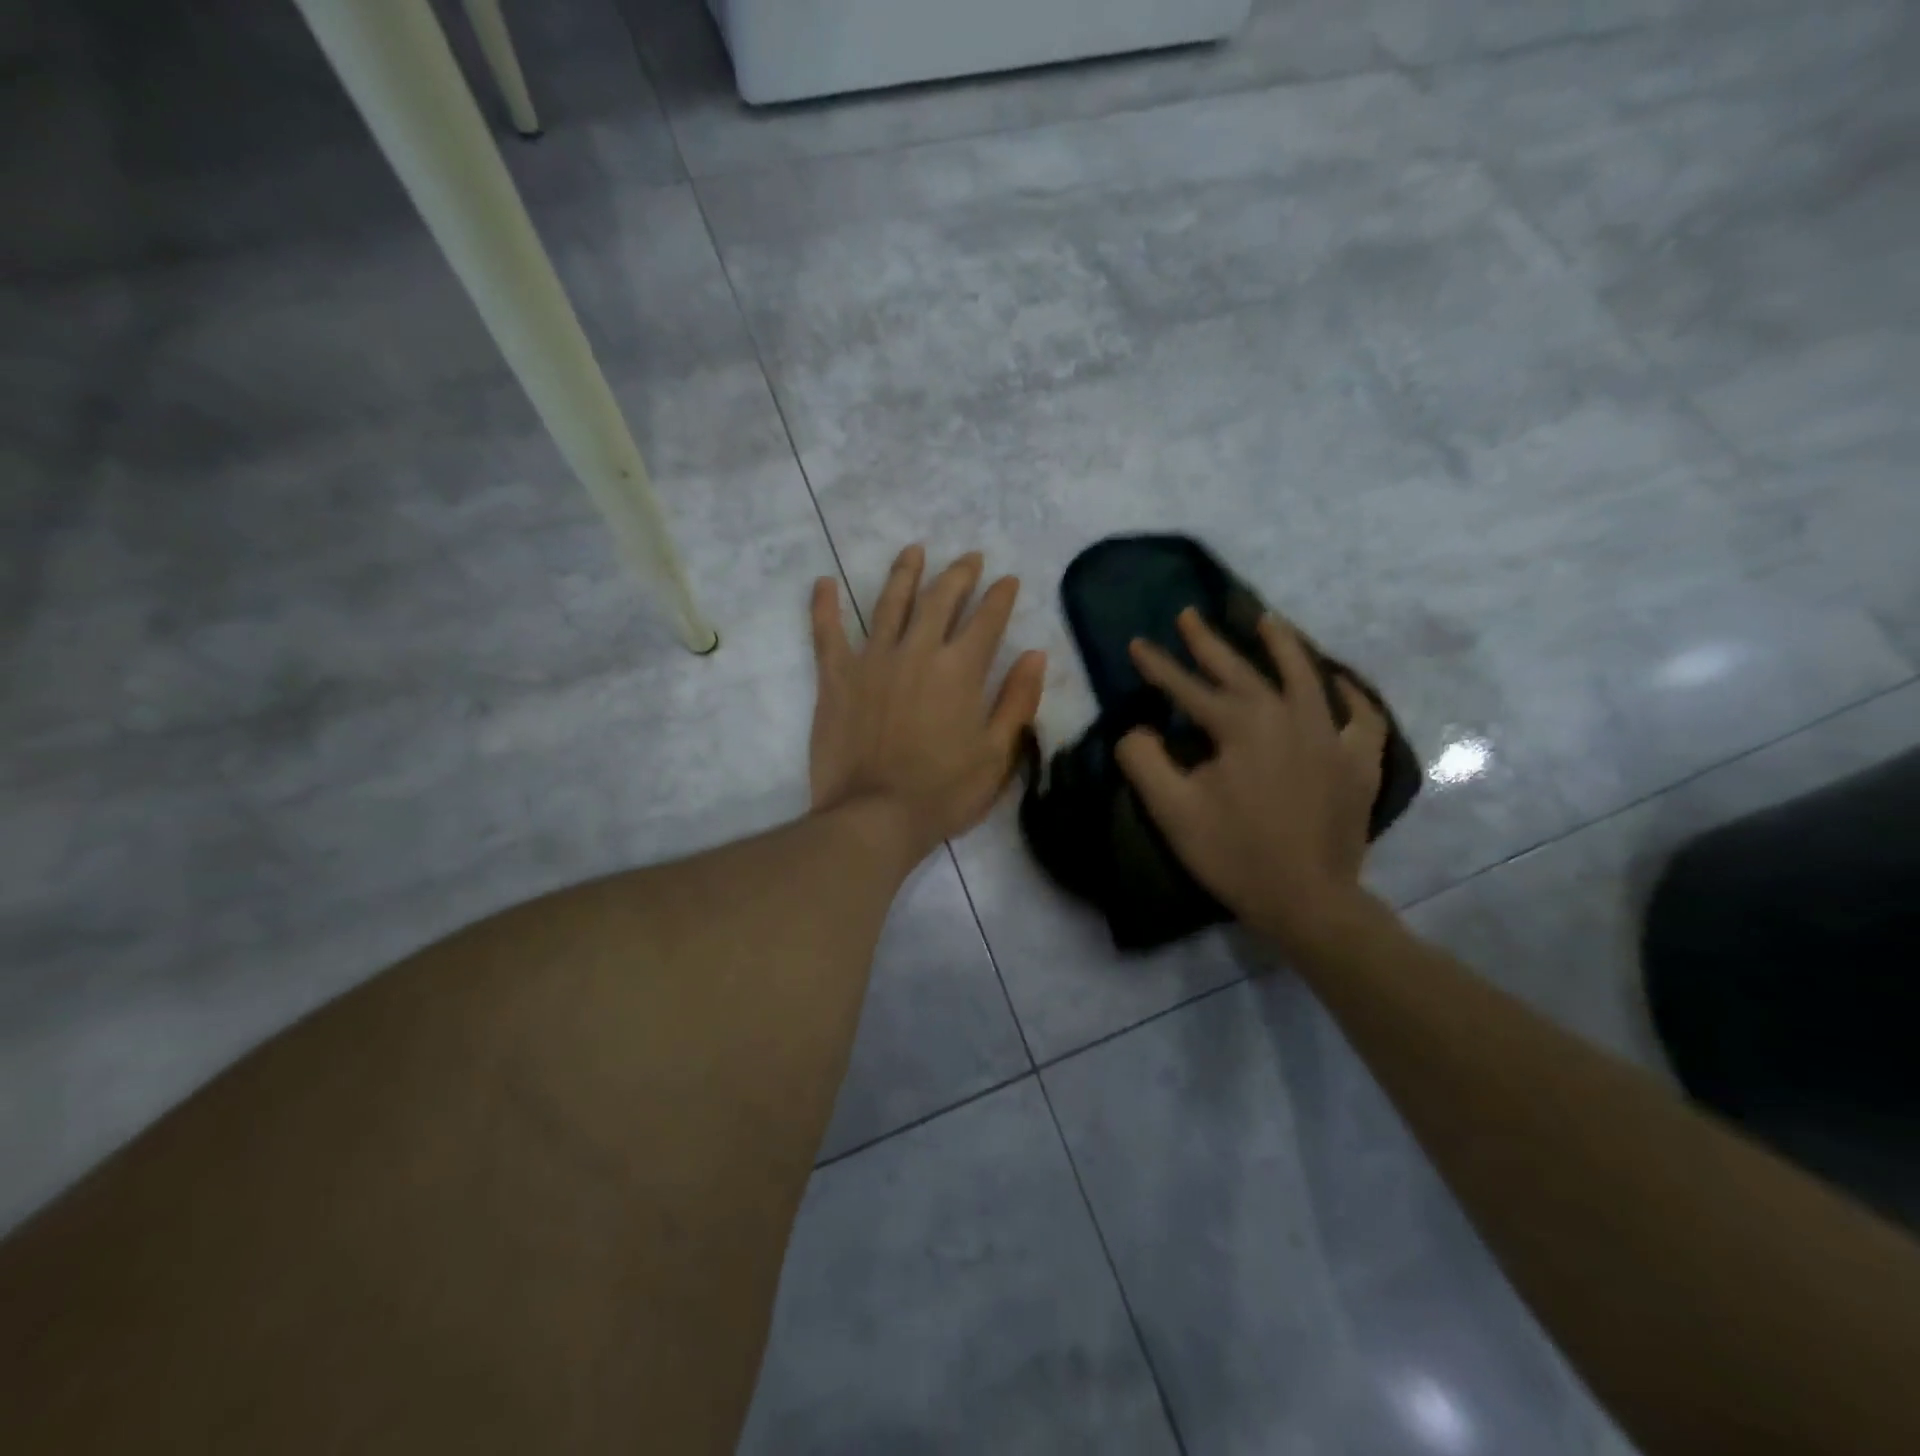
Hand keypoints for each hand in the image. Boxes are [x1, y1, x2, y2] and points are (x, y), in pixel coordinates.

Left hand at [810, 545, 1046, 866]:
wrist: (874, 816)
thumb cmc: (943, 792)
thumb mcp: (997, 754)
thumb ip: (1017, 700)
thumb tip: (1035, 654)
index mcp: (960, 669)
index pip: (987, 619)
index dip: (1000, 596)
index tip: (1008, 579)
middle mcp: (918, 651)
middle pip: (941, 599)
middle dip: (959, 574)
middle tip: (969, 557)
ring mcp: (872, 659)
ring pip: (890, 603)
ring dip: (905, 573)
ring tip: (914, 550)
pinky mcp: (836, 677)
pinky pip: (827, 632)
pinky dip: (824, 606)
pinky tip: (823, 582)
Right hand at [1115, 609, 1389, 959]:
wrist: (1307, 900)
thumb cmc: (1233, 853)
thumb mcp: (1172, 810)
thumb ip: (1143, 760)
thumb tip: (1137, 730)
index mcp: (1241, 726)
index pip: (1189, 687)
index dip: (1158, 666)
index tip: (1137, 642)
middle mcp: (1288, 717)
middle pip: (1243, 669)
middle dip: (1210, 641)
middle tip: (1190, 614)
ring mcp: (1330, 736)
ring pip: (1306, 676)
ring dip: (1283, 645)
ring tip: (1267, 619)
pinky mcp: (1358, 762)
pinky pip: (1360, 717)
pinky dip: (1349, 695)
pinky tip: (1337, 682)